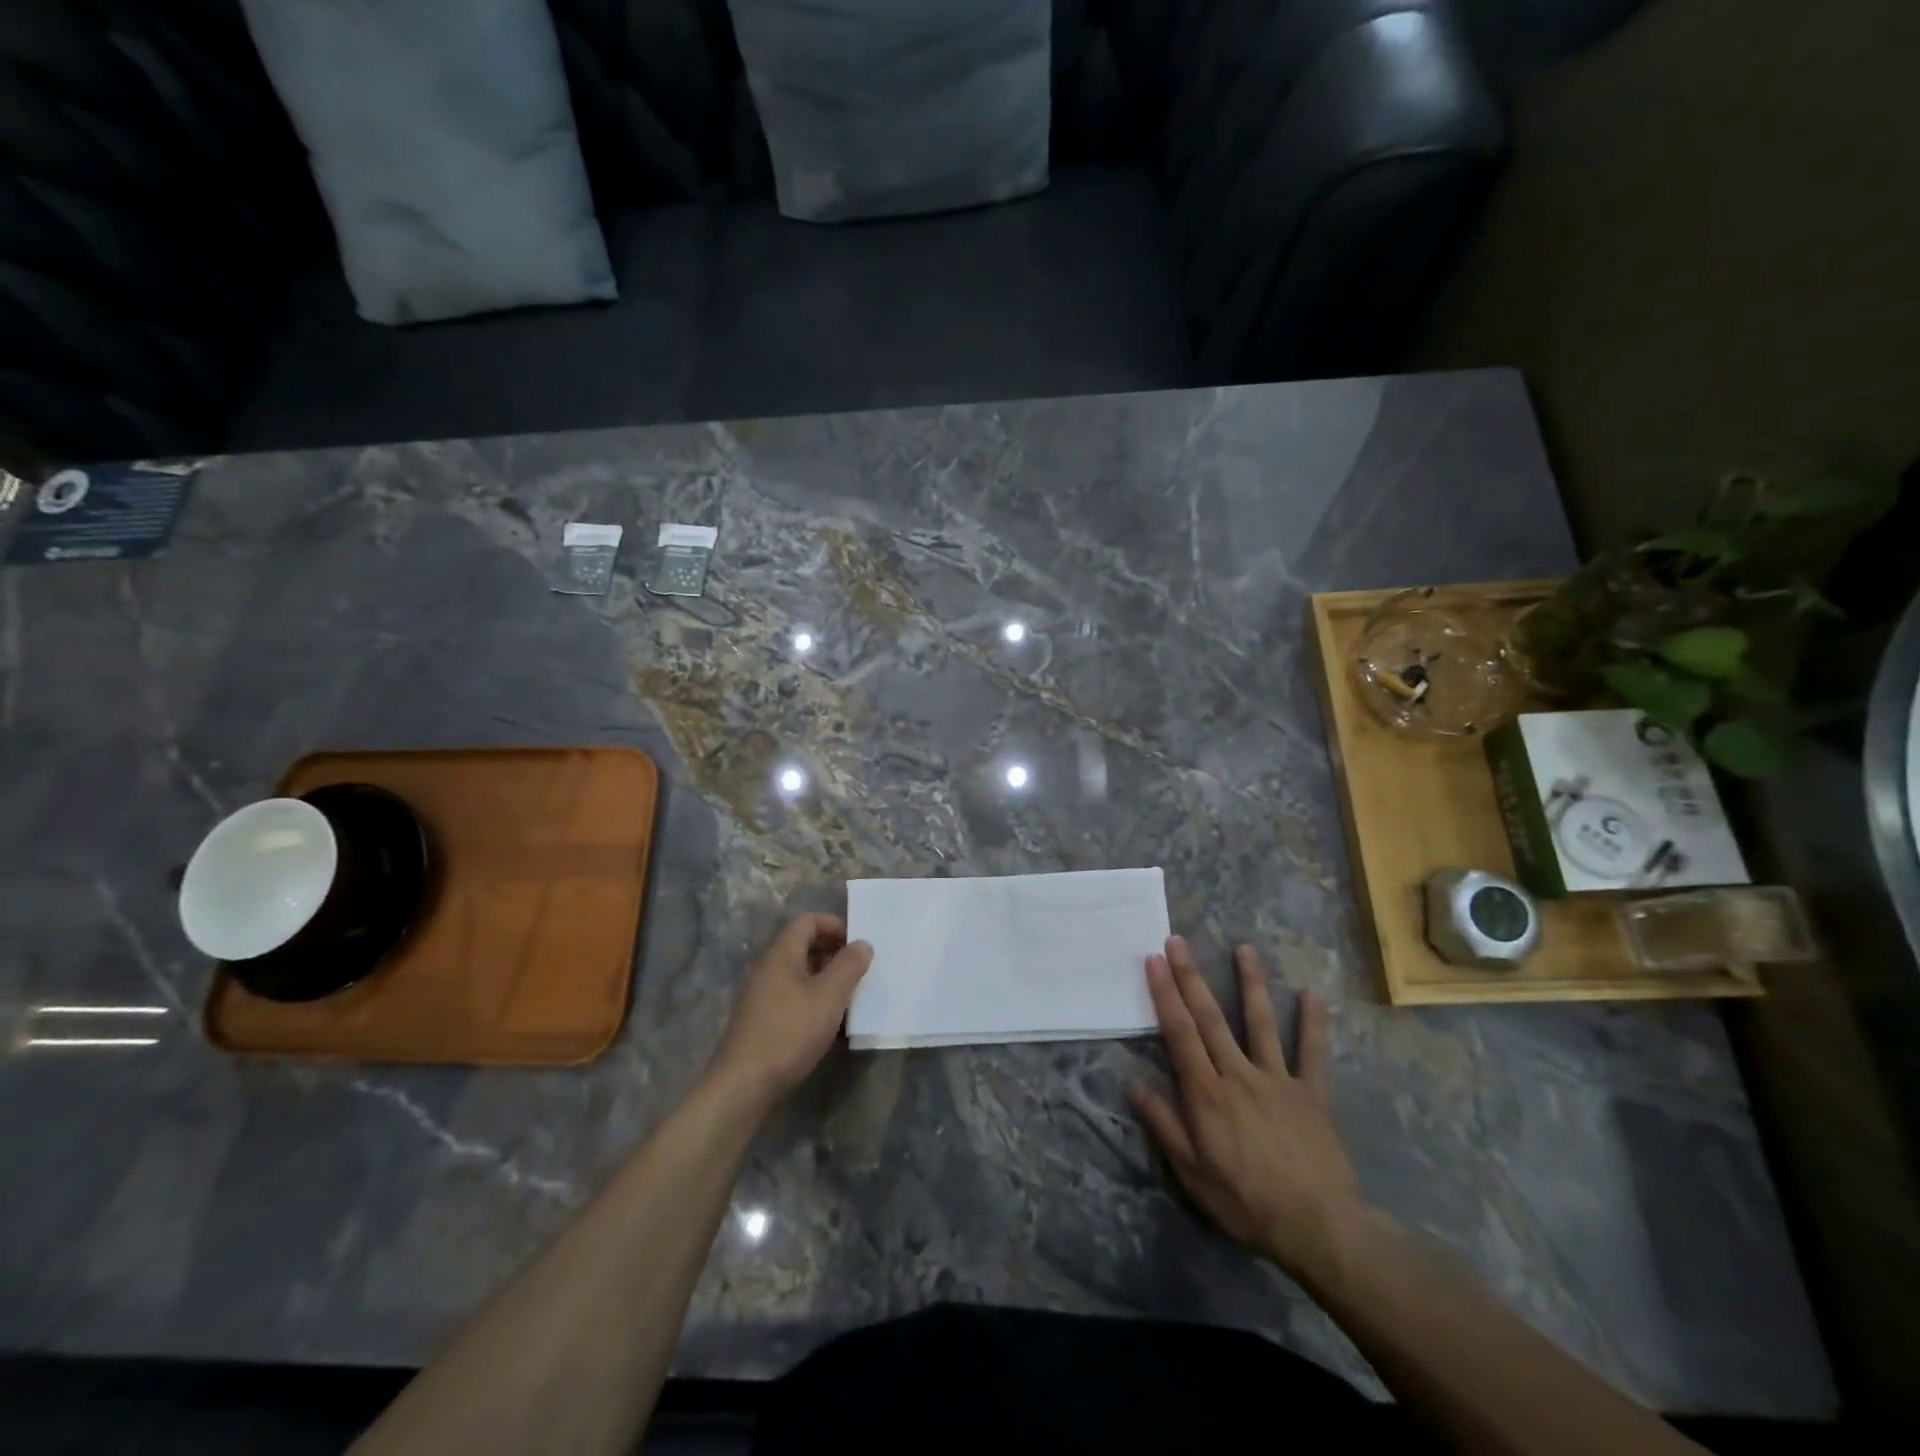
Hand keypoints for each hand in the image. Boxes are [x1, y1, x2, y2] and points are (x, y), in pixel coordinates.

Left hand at [710, 914, 871, 1107]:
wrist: (743, 1085)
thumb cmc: (790, 1032)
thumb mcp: (829, 996)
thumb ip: (849, 966)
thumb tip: (862, 943)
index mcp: (781, 954)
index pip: (808, 921)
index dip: (835, 925)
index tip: (858, 944)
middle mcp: (768, 969)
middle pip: (804, 948)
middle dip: (835, 956)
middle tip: (860, 972)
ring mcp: (761, 997)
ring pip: (800, 977)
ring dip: (827, 984)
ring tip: (851, 1002)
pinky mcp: (761, 1022)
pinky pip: (793, 1001)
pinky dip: (814, 1006)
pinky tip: (832, 1031)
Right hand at [1128, 937, 1363, 1279]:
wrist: (1318, 1227)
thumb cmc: (1245, 1201)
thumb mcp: (1191, 1172)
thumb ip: (1163, 1123)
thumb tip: (1133, 1082)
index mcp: (1207, 1092)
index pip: (1180, 1033)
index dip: (1165, 994)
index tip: (1153, 961)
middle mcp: (1239, 1074)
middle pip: (1210, 1018)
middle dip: (1191, 977)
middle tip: (1177, 941)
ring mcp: (1278, 1079)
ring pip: (1260, 1023)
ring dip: (1250, 983)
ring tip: (1244, 948)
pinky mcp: (1311, 1093)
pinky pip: (1313, 1054)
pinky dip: (1313, 1024)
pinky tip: (1312, 994)